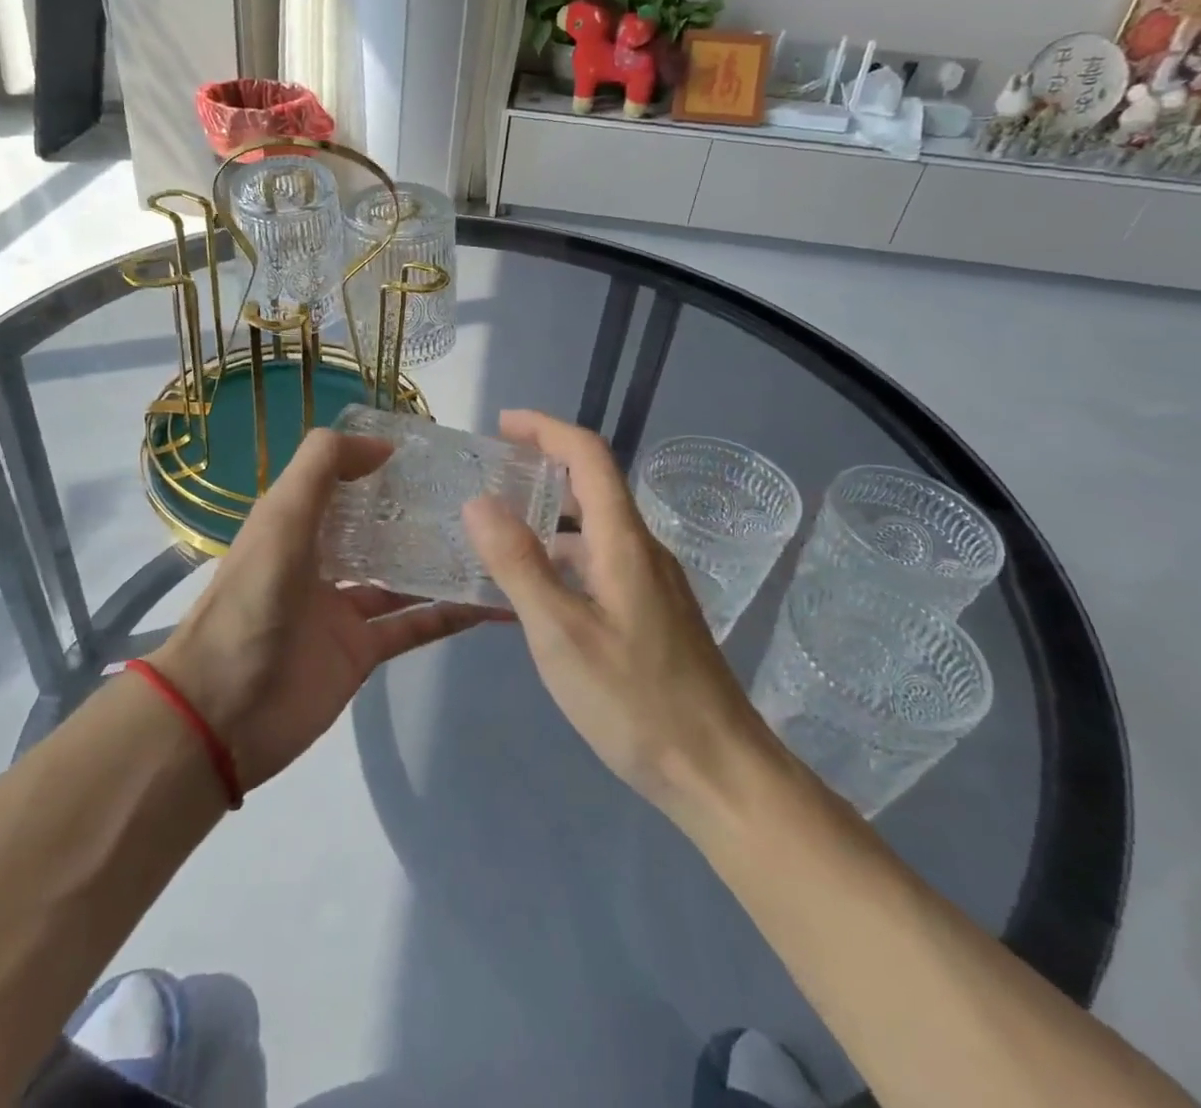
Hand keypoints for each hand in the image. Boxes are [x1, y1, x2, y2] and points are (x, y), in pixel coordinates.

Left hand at [149, 429, 502, 791]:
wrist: (222, 711)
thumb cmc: (251, 601)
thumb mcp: (280, 517)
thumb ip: (322, 468)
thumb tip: (382, 445)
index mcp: (295, 524)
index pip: (342, 482)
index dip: (378, 464)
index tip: (431, 452)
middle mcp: (320, 560)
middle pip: (377, 528)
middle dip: (418, 512)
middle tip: (476, 495)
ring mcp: (342, 608)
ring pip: (401, 576)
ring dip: (439, 561)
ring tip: (492, 540)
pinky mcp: (361, 651)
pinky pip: (412, 626)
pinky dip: (448, 615)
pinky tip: (489, 601)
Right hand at [460, 410, 775, 817]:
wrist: (721, 774)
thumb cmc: (637, 703)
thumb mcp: (561, 634)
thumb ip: (518, 565)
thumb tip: (480, 501)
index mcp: (624, 542)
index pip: (589, 456)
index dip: (546, 429)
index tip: (501, 425)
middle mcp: (642, 551)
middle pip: (593, 486)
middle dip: (542, 468)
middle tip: (489, 477)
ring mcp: (651, 584)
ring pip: (595, 529)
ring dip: (549, 517)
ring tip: (497, 533)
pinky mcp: (652, 614)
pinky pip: (600, 564)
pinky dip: (562, 558)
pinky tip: (533, 592)